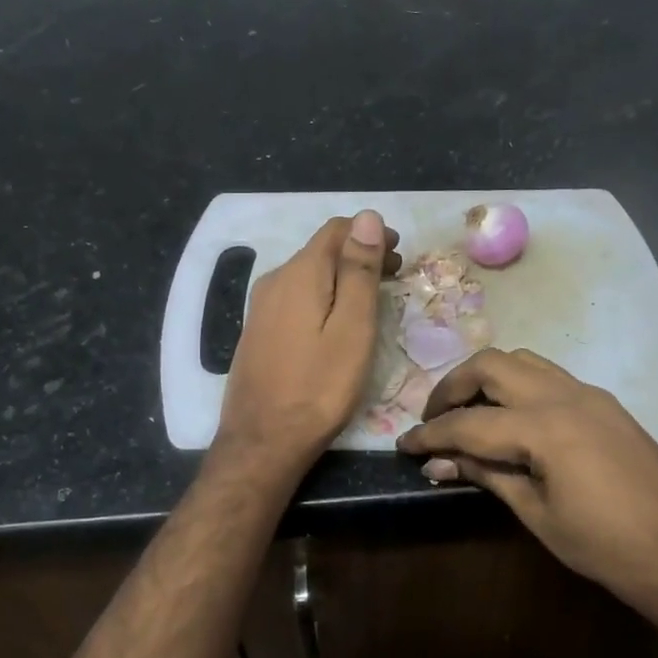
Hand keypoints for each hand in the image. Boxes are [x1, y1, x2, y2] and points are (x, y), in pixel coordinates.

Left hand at [215, 211, 400, 477]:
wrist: (263, 440)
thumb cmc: (319, 387)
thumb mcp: (352, 328)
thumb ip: (359, 271)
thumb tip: (368, 217)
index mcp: (300, 274)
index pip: (336, 230)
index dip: (370, 233)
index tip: (399, 253)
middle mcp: (274, 281)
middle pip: (321, 251)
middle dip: (358, 254)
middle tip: (394, 275)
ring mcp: (261, 307)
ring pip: (308, 275)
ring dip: (341, 276)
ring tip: (372, 297)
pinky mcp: (258, 331)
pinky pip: (295, 297)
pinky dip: (322, 296)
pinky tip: (336, 319)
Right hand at [397, 348, 657, 627]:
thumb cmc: (607, 547)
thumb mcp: (537, 514)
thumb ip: (487, 476)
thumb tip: (439, 462)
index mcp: (545, 427)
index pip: (469, 423)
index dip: (430, 434)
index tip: (402, 445)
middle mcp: (564, 396)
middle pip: (491, 366)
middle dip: (452, 387)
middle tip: (433, 419)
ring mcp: (589, 394)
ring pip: (522, 361)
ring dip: (486, 378)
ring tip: (468, 412)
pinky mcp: (605, 404)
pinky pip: (549, 377)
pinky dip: (518, 386)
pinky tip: (511, 419)